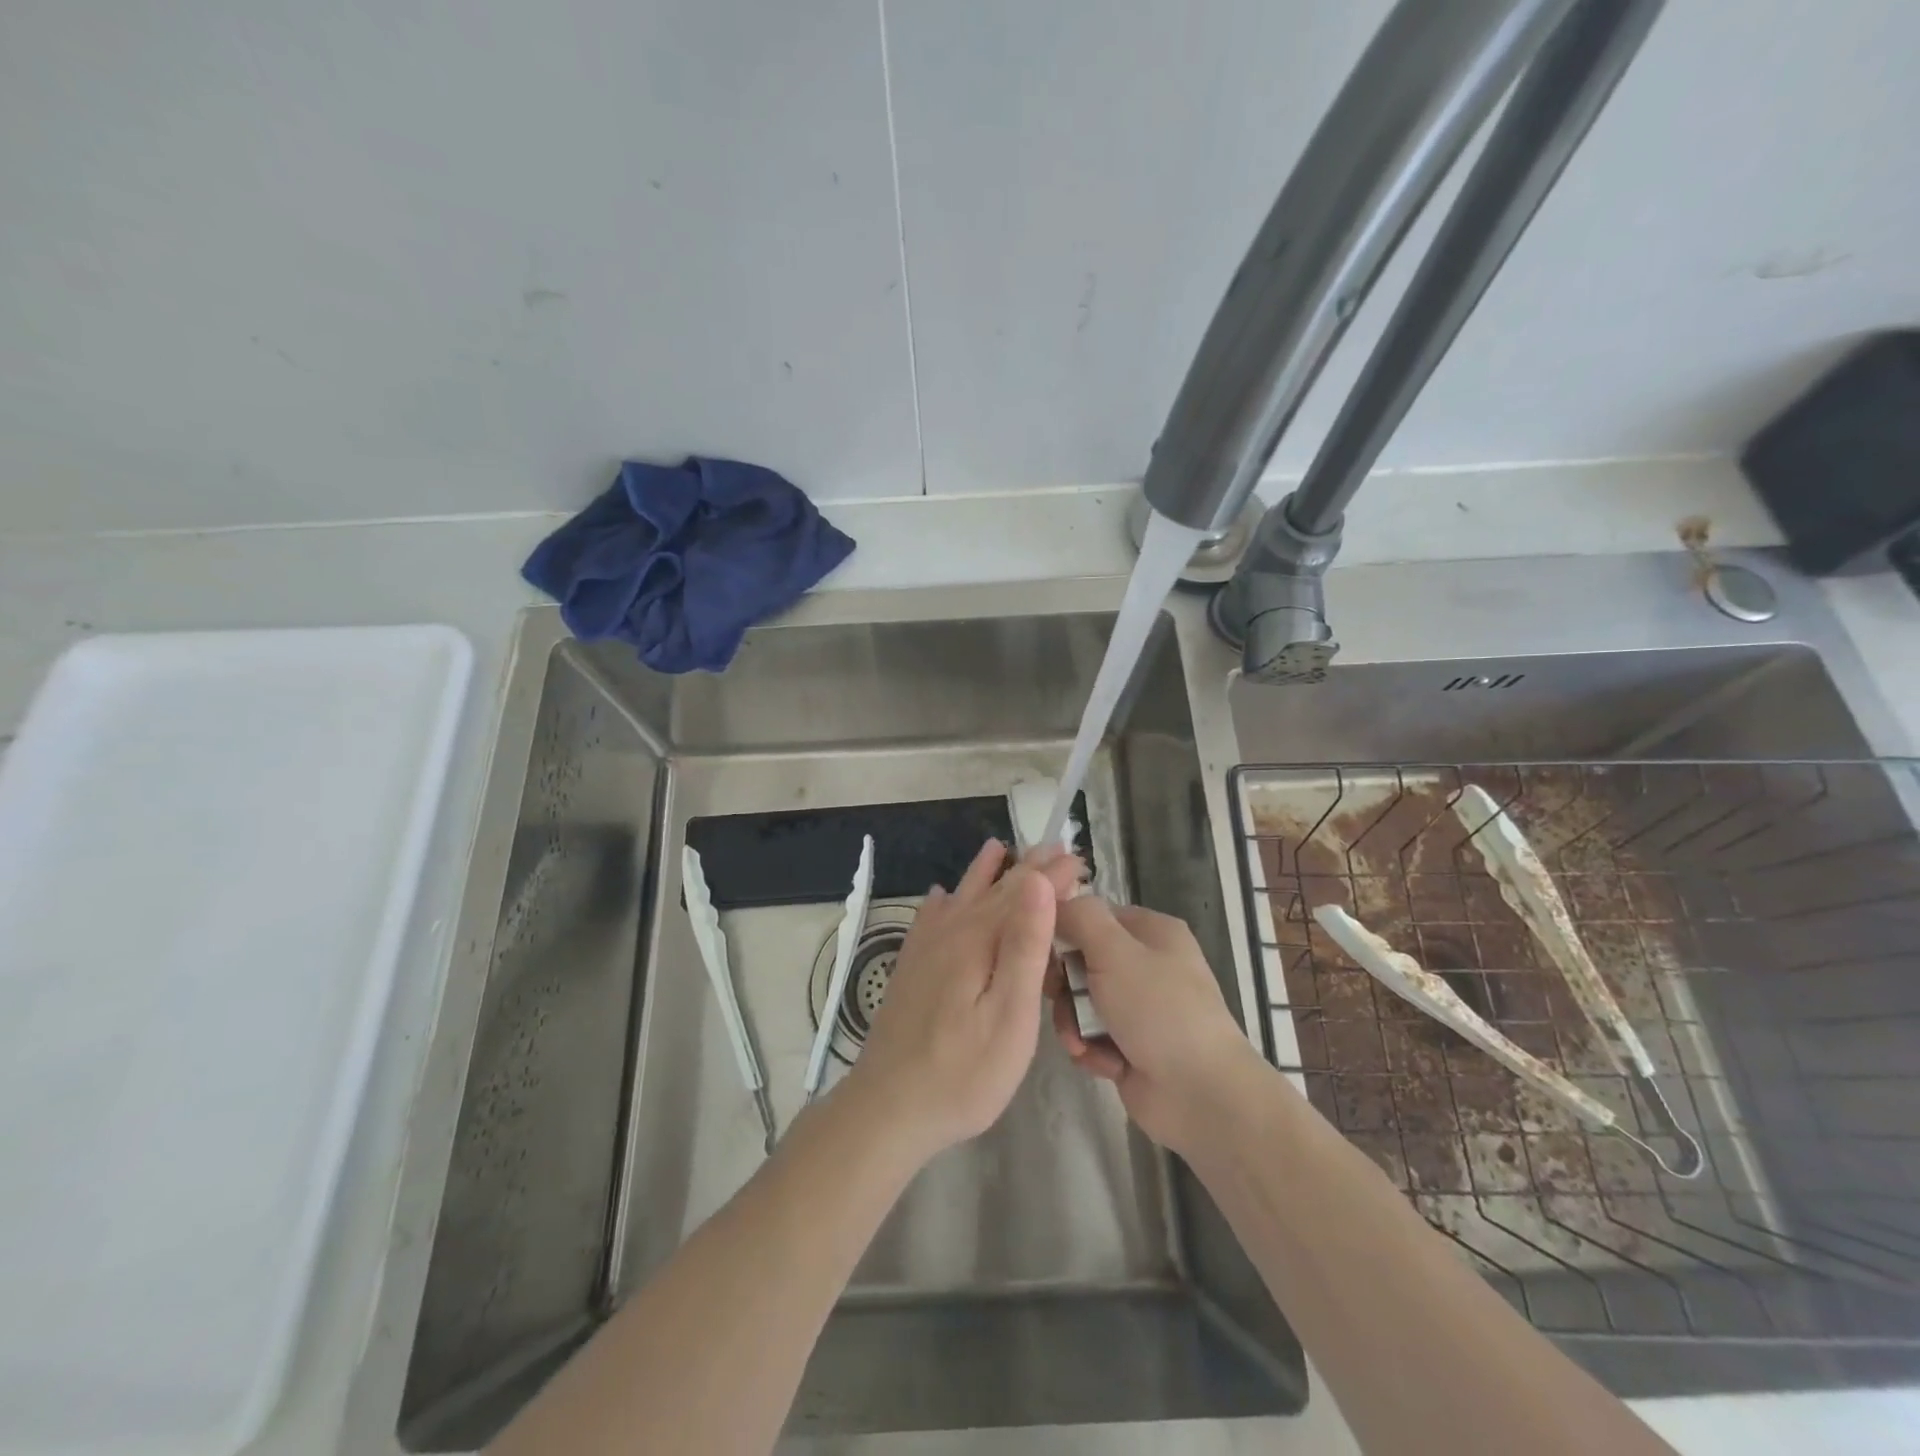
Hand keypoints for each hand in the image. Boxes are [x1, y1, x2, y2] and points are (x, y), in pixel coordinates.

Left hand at [846, 839, 1082, 1161]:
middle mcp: (949, 933)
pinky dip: (941, 902)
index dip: (1052, 875)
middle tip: (1054, 848)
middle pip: (993, 890)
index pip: (1022, 894)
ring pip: (961, 897)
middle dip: (1027, 869)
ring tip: (997, 849)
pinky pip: (929, 919)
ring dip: (985, 874)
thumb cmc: (963, 1072)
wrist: (888, 1107)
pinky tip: (940, 896)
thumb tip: (1036, 882)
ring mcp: (924, 950)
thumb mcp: (1009, 1015)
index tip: (1078, 857)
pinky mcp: (910, 969)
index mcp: (978, 940)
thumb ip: (1023, 945)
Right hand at [1048, 896, 1266, 1156]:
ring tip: (1080, 1042)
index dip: (1064, 930)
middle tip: (1058, 998)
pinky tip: (1099, 1062)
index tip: (1042, 950)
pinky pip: (1092, 1036)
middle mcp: (1147, 964)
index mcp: (1152, 931)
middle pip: (1082, 960)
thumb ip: (1080, 917)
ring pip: (1082, 1002)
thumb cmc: (1158, 1010)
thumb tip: (1053, 902)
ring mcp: (1140, 1008)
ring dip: (1073, 1022)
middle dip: (1065, 985)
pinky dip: (1090, 1049)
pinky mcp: (1131, 1047)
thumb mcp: (1114, 951)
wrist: (1200, 1094)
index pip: (1093, 916)